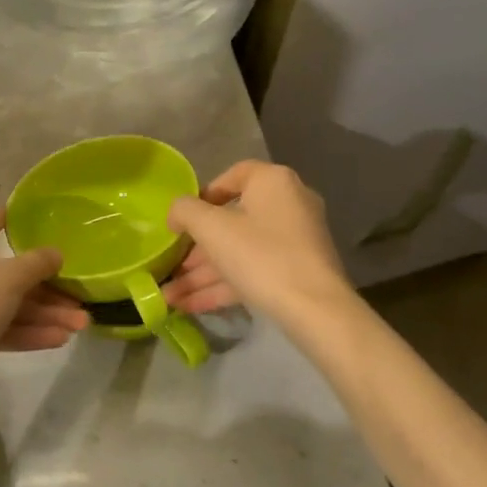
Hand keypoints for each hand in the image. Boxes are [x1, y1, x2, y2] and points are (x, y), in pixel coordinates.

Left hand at [0, 209, 87, 386]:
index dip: (20, 225)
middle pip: (2, 272)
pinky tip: (57, 340)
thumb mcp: (11, 278)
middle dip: (44, 290)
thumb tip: (55, 253)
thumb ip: (37, 263)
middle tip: (77, 300)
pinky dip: (20, 330)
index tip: (46, 228)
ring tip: (79, 326)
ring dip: (39, 314)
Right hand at [161, 161, 351, 322]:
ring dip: (203, 274)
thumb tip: (176, 212)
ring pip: (239, 251)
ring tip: (169, 295)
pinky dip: (223, 285)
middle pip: (231, 220)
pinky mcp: (296, 273)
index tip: (182, 218)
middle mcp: (288, 204)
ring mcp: (294, 241)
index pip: (233, 176)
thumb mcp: (212, 229)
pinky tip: (189, 306)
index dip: (202, 195)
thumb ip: (185, 211)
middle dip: (196, 248)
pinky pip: (252, 271)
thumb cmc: (261, 255)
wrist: (317, 311)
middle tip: (170, 264)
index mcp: (273, 182)